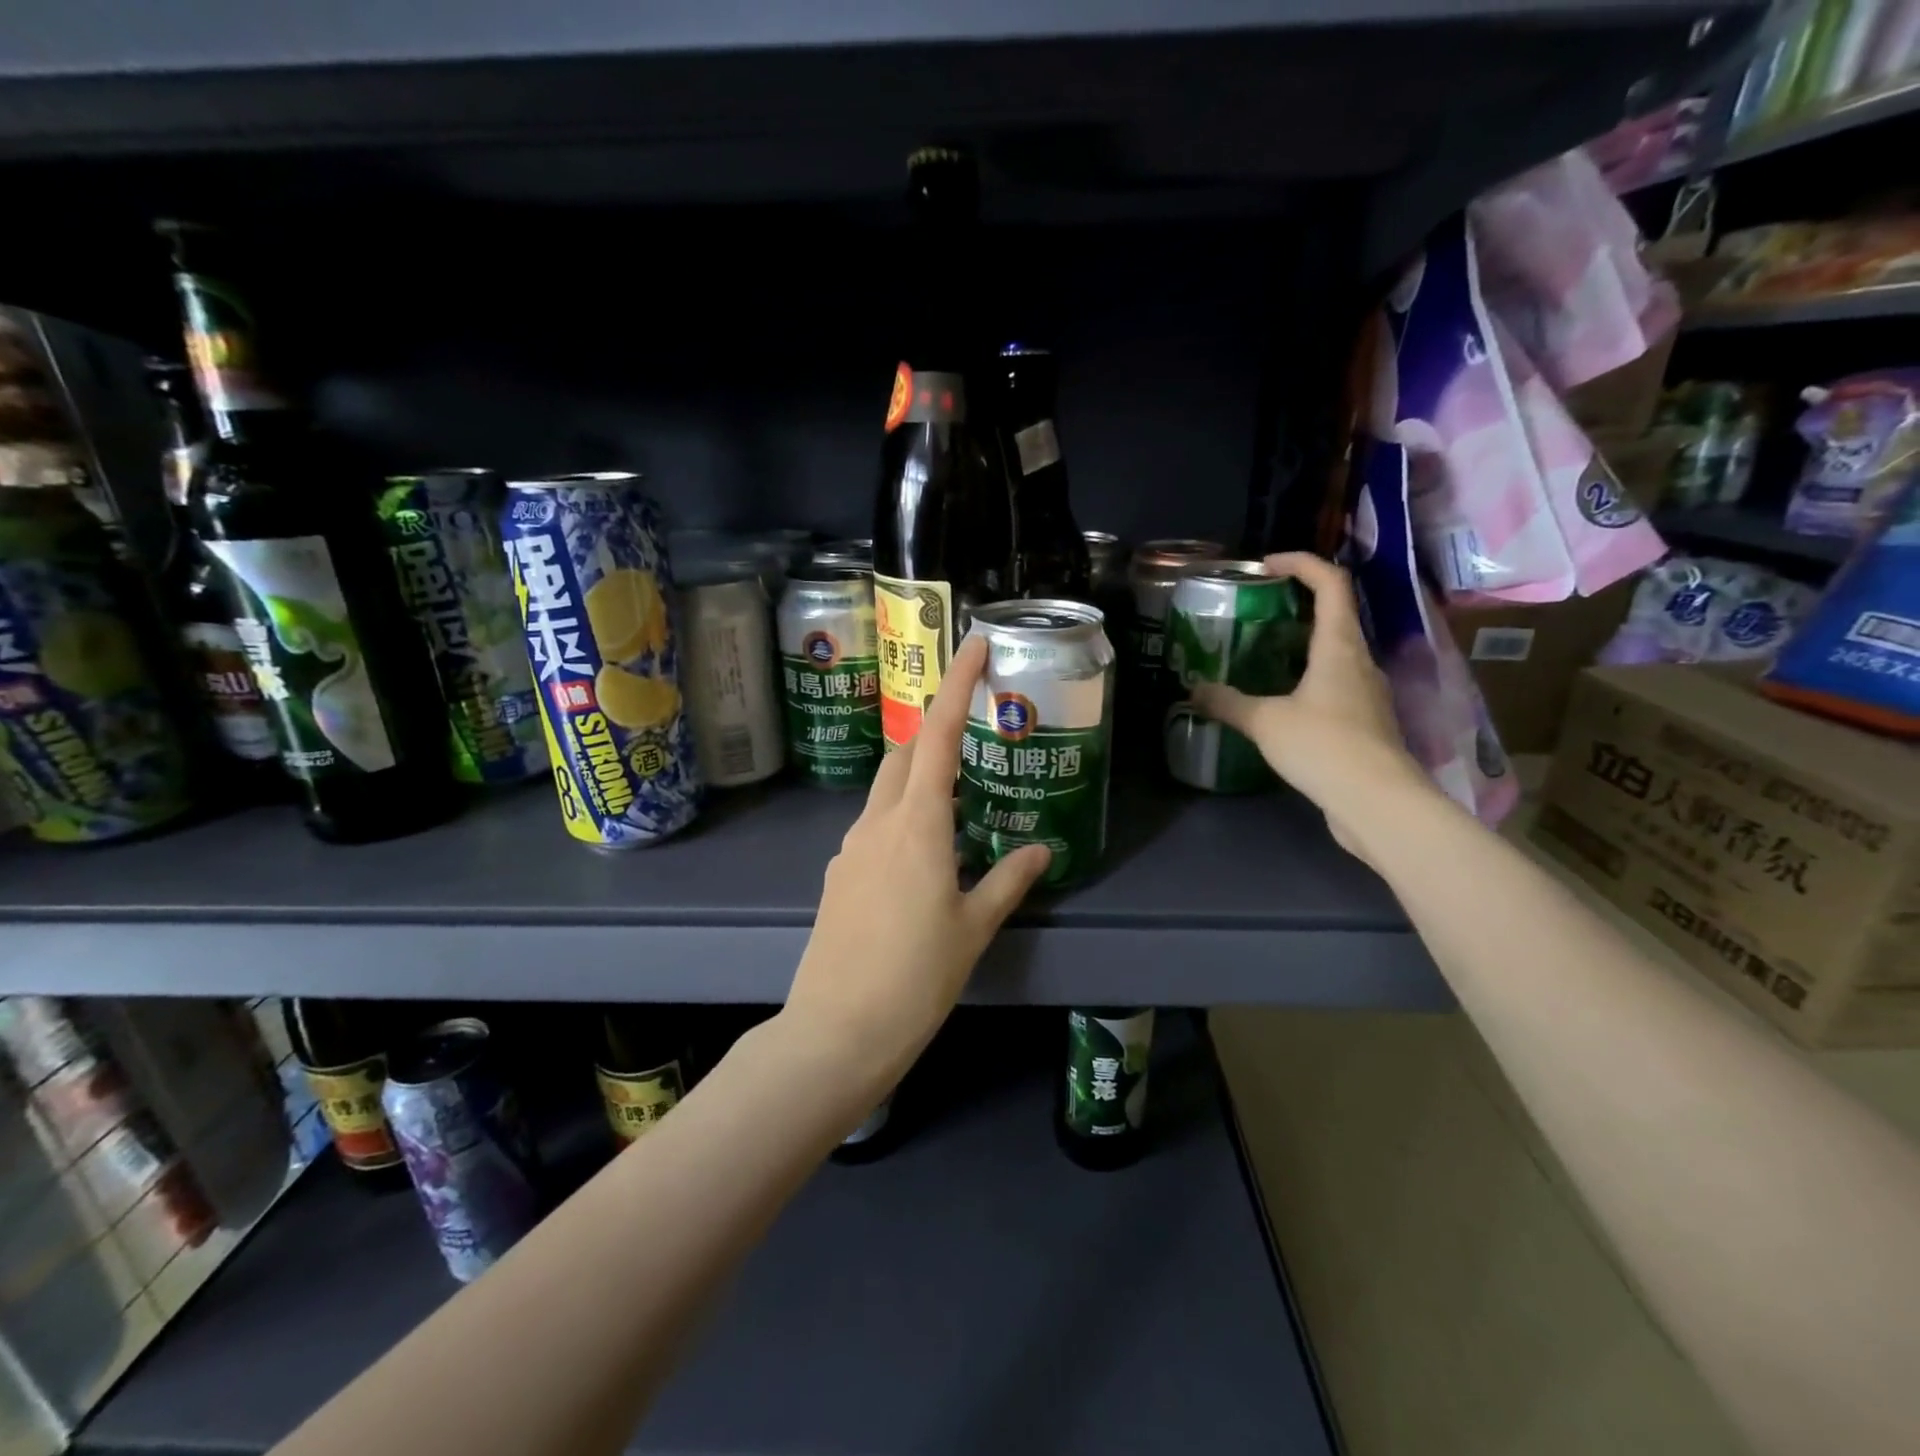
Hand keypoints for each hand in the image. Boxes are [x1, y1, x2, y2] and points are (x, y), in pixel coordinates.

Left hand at [784, 634, 1051, 1087]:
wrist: (837, 1029)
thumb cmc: (916, 976)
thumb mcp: (973, 928)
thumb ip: (1008, 880)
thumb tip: (1040, 851)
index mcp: (918, 824)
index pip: (939, 736)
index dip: (957, 685)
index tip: (974, 644)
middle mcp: (878, 822)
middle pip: (906, 751)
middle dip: (936, 725)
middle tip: (972, 722)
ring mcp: (852, 846)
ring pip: (887, 787)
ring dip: (919, 771)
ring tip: (957, 789)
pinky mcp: (840, 873)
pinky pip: (874, 823)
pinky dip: (902, 813)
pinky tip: (924, 849)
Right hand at [1190, 551, 1433, 863]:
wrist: (1378, 802)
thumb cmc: (1324, 746)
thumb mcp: (1265, 722)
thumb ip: (1228, 703)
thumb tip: (1194, 689)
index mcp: (1339, 646)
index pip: (1331, 583)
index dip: (1301, 563)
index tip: (1265, 565)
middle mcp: (1360, 661)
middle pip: (1335, 615)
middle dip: (1297, 604)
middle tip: (1257, 611)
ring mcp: (1367, 693)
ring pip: (1336, 653)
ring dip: (1302, 645)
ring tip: (1263, 656)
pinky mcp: (1366, 723)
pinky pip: (1335, 686)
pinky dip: (1308, 680)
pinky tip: (1282, 702)